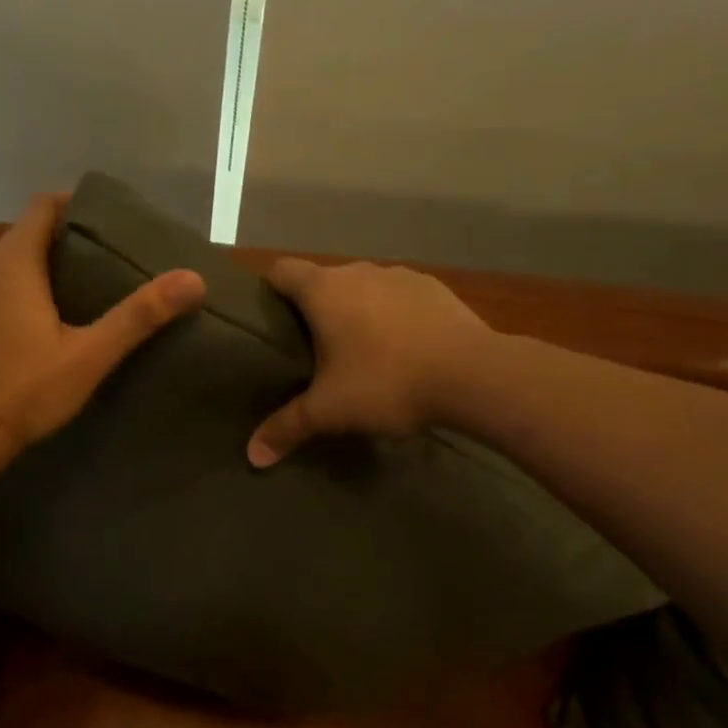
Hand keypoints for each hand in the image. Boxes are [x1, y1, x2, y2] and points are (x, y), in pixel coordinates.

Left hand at [0, 194, 205, 448]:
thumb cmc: (26, 390)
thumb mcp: (90, 354)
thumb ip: (139, 315)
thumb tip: (193, 279)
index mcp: (13, 262)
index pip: (42, 205)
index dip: (76, 204)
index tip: (111, 220)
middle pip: (28, 233)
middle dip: (68, 238)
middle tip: (110, 257)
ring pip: (12, 263)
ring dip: (46, 266)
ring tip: (88, 287)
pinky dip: (24, 290)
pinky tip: (48, 321)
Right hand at [247, 258, 491, 466]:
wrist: (474, 376)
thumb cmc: (388, 383)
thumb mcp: (330, 411)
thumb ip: (287, 427)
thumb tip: (252, 456)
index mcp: (324, 290)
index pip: (280, 270)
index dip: (267, 289)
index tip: (266, 318)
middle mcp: (359, 271)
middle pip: (321, 281)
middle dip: (313, 309)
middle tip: (309, 349)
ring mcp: (401, 275)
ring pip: (363, 288)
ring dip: (355, 311)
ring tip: (359, 351)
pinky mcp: (434, 288)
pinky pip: (399, 297)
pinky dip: (392, 315)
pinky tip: (404, 348)